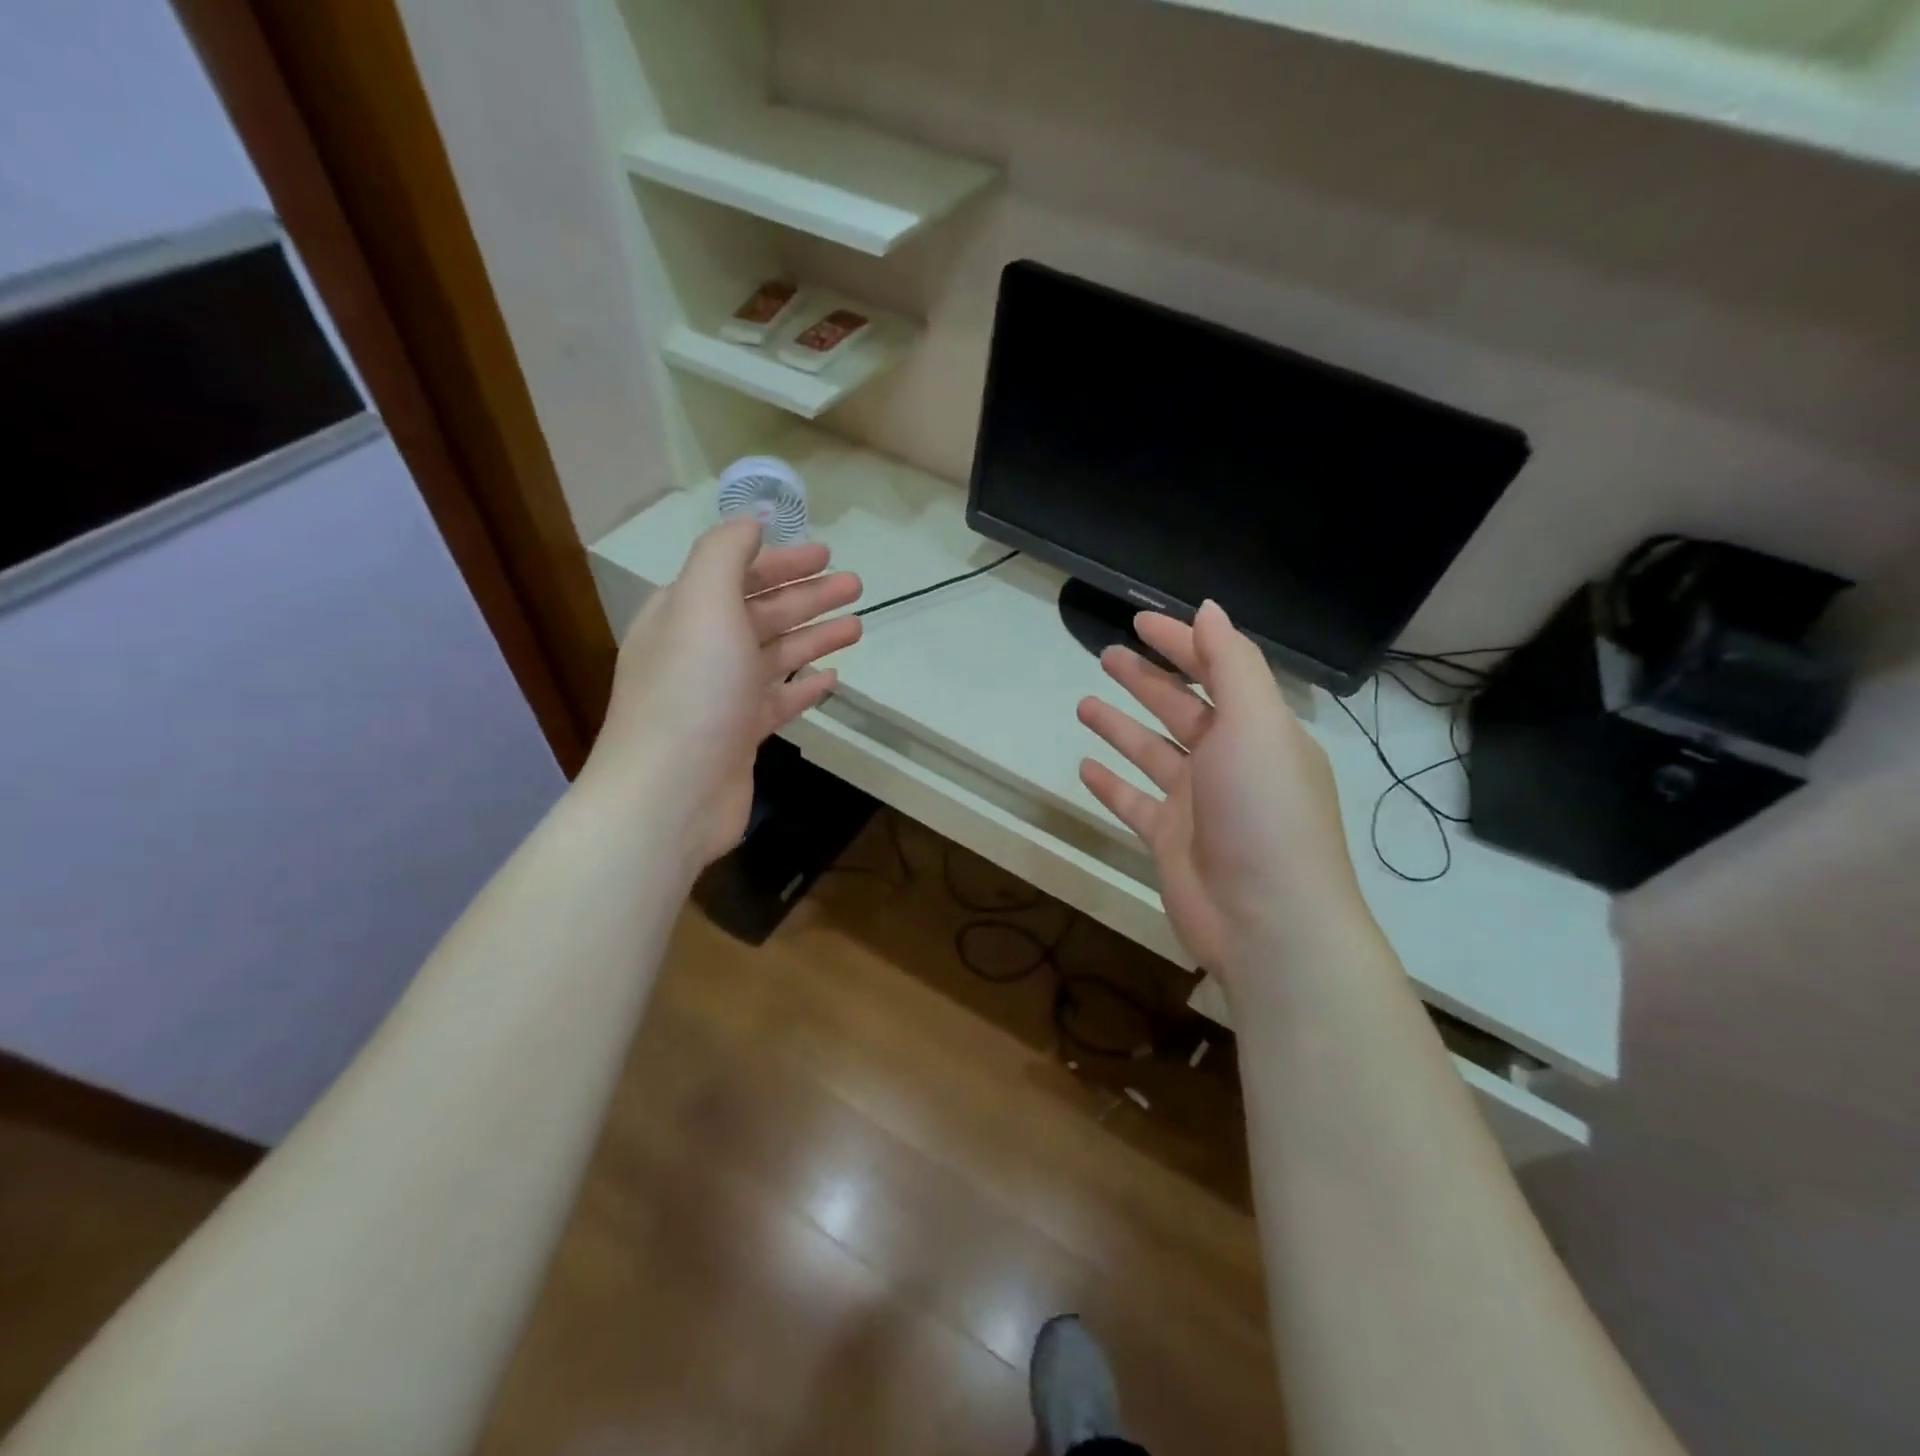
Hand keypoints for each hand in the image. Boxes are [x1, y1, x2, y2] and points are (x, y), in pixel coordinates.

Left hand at [585, 518, 861, 872]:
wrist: (670, 794)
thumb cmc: (692, 691)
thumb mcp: (703, 603)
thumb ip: (725, 553)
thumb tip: (751, 521)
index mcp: (685, 614)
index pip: (736, 574)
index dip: (781, 560)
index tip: (825, 554)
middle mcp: (701, 650)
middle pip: (762, 612)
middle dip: (808, 595)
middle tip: (855, 585)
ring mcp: (721, 696)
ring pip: (775, 655)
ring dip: (815, 637)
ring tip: (857, 626)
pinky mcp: (740, 735)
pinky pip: (778, 701)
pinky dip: (804, 687)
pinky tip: (832, 680)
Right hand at [1076, 601, 1372, 981]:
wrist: (1268, 921)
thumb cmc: (1263, 811)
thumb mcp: (1255, 723)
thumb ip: (1232, 664)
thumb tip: (1209, 610)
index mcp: (1259, 730)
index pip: (1217, 671)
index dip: (1181, 643)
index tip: (1139, 621)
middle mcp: (1230, 762)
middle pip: (1182, 709)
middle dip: (1147, 679)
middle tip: (1105, 654)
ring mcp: (1198, 804)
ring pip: (1153, 752)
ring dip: (1122, 726)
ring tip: (1084, 704)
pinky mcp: (1170, 840)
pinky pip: (1135, 802)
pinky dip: (1112, 784)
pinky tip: (1085, 766)